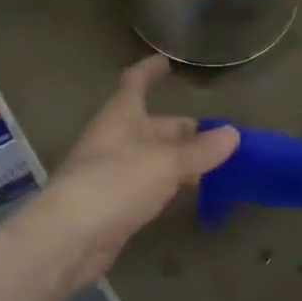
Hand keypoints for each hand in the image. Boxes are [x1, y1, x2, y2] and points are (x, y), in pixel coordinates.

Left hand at [29, 56, 239, 290]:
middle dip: (183, 128)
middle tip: (220, 136)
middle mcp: (115, 138)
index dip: (151, 70)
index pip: (136, 82)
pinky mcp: (113, 203)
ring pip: (152, 156)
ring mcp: (112, 171)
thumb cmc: (115, 183)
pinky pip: (147, 183)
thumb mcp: (166, 163)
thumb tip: (233, 133)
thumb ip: (200, 150)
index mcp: (121, 116)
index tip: (168, 62)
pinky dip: (168, 183)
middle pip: (152, 124)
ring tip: (214, 163)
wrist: (68, 238)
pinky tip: (187, 191)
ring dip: (179, 157)